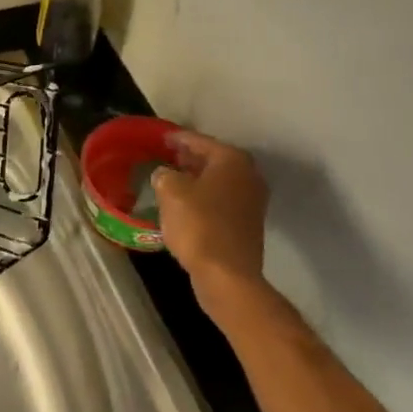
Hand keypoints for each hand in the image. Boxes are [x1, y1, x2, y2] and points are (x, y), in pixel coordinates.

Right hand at [151, 131, 272, 331]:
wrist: (226, 274)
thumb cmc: (198, 225)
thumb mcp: (170, 191)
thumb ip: (164, 174)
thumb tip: (166, 174)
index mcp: (232, 160)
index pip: (199, 140)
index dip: (177, 138)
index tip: (160, 137)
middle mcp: (248, 175)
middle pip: (213, 159)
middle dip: (189, 158)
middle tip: (165, 156)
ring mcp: (252, 201)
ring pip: (217, 181)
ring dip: (196, 179)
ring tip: (170, 179)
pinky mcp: (247, 224)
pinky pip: (220, 200)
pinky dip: (203, 197)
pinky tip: (184, 204)